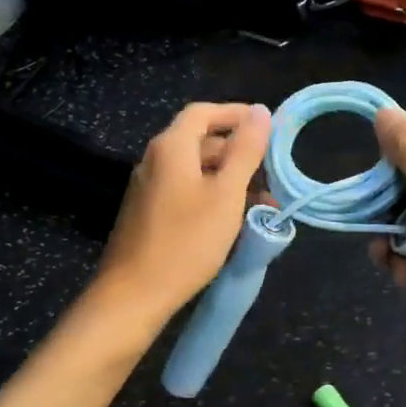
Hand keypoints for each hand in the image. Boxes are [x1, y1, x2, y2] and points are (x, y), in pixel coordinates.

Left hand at [99, 102, 271, 320]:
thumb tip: (261, 111)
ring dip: (230, 179)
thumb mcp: (226, 194)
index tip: (269, 128)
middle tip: (272, 174)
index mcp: (171, 146)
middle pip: (202, 141)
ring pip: (197, 169)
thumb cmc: (186, 241)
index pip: (205, 112)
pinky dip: (213, 196)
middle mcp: (156, 159)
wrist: (133, 295)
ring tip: (262, 204)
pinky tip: (234, 220)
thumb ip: (245, 150)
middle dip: (240, 153)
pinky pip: (187, 190)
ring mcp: (149, 187)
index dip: (237, 114)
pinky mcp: (149, 212)